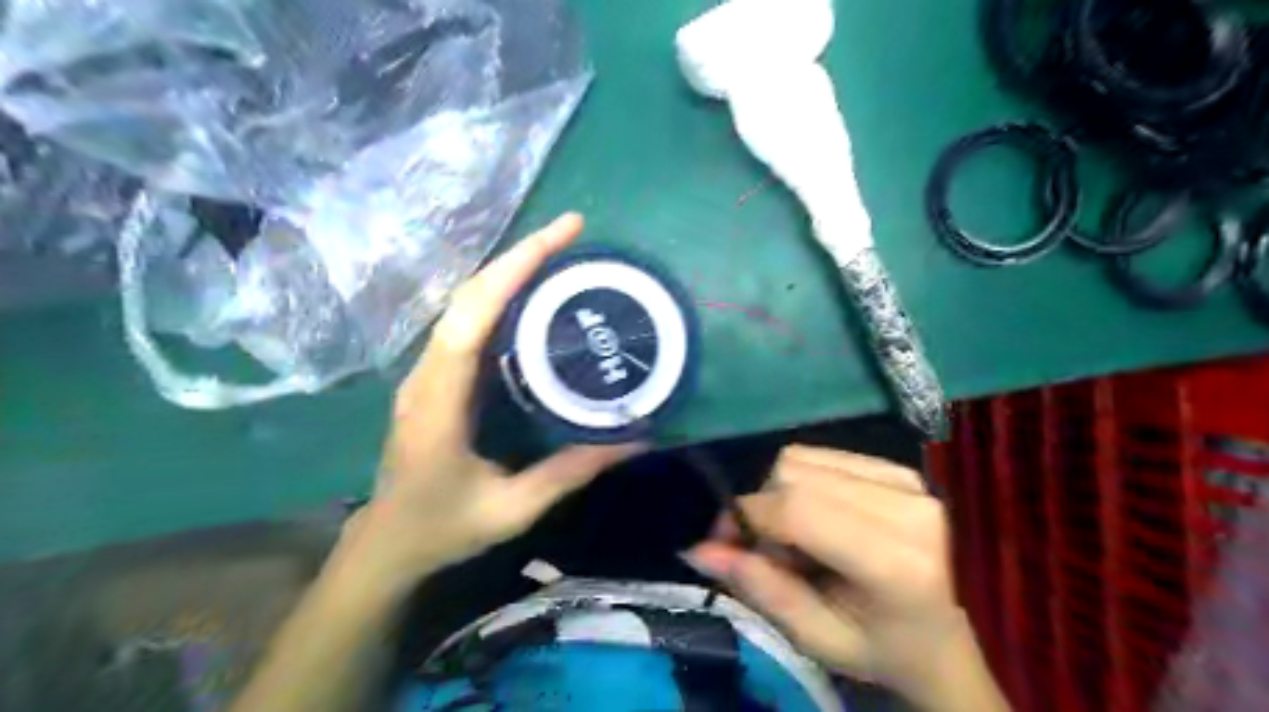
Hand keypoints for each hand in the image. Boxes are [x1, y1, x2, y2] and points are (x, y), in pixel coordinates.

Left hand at [330, 215, 644, 604]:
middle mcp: (426, 375)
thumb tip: (635, 438)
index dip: (511, 272)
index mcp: (438, 404)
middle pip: (466, 297)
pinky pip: (467, 324)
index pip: (470, 320)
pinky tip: (532, 294)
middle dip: (518, 256)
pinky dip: (499, 296)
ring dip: (508, 270)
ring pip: (464, 304)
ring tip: (559, 252)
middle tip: (572, 230)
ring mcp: (426, 373)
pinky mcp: (435, 377)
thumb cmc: (443, 528)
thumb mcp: (513, 509)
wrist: (388, 543)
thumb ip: (571, 472)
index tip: (558, 238)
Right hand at [684, 446, 1001, 706]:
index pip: (797, 510)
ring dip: (779, 493)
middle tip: (761, 547)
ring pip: (802, 458)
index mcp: (896, 562)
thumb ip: (760, 588)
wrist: (943, 638)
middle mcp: (907, 507)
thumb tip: (699, 549)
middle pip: (794, 473)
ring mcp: (907, 479)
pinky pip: (821, 455)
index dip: (747, 518)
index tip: (725, 543)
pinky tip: (816, 516)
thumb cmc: (881, 649)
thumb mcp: (816, 637)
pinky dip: (801, 482)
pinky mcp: (899, 466)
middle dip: (759, 505)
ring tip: (793, 535)